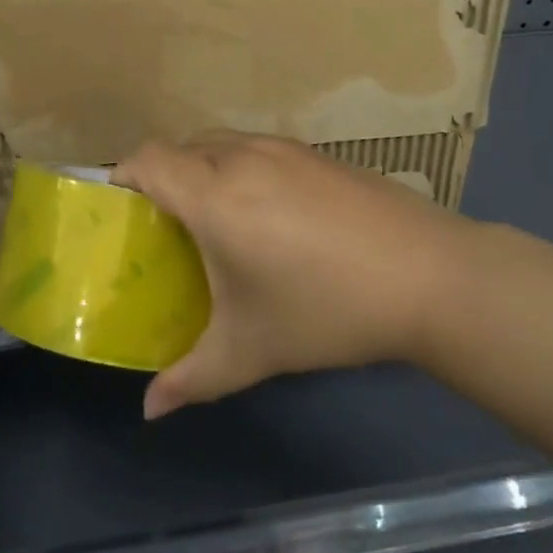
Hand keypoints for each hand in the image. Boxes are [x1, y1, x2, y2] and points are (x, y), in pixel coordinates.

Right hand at [113, 133, 499, 418]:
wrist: (430, 276)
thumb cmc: (326, 310)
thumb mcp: (251, 350)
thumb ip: (192, 378)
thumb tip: (151, 410)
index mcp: (214, 194)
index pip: (148, 159)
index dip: (124, 175)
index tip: (122, 209)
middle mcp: (243, 156)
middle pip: (181, 146)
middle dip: (163, 176)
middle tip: (167, 225)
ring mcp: (285, 149)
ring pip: (222, 142)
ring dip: (204, 168)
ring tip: (217, 218)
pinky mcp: (319, 153)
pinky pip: (259, 148)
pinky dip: (243, 168)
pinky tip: (271, 215)